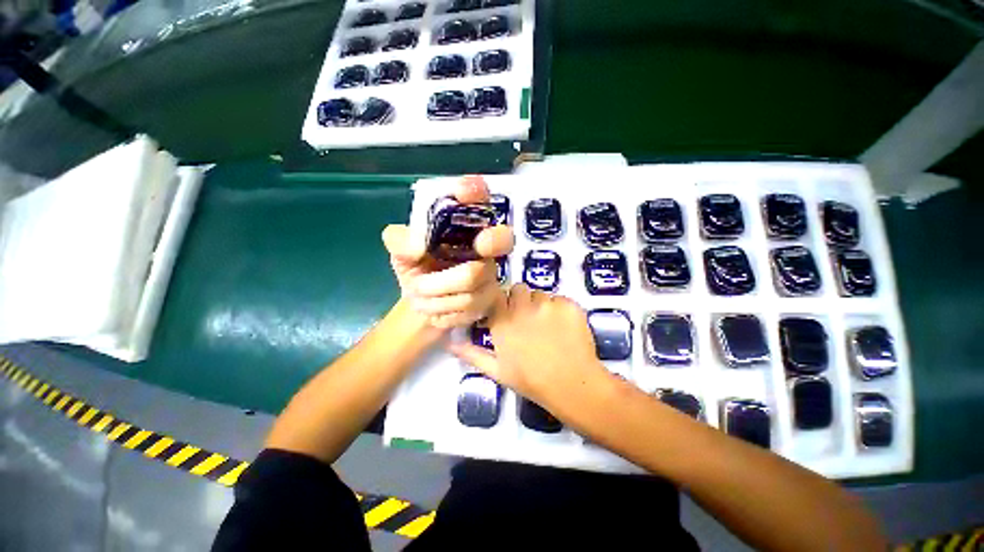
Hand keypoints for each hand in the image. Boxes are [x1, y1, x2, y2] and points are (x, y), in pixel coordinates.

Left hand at [382, 176, 513, 329]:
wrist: (424, 303)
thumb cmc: (417, 268)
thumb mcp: (401, 251)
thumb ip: (400, 241)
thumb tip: (418, 247)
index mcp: (465, 225)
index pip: (479, 199)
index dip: (476, 191)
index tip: (462, 191)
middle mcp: (485, 245)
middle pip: (502, 239)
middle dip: (488, 242)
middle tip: (464, 254)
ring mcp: (492, 273)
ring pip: (472, 278)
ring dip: (437, 290)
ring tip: (421, 293)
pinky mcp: (491, 300)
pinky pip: (469, 304)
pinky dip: (443, 308)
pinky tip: (435, 306)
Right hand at [448, 284, 609, 414]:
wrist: (571, 386)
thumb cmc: (530, 381)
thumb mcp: (497, 370)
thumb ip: (472, 354)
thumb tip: (450, 343)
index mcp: (503, 321)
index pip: (497, 294)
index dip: (502, 301)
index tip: (506, 312)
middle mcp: (522, 306)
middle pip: (519, 289)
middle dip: (521, 300)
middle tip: (528, 319)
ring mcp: (547, 304)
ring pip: (540, 293)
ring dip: (541, 305)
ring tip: (548, 326)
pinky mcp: (569, 304)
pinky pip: (560, 299)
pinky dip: (561, 309)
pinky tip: (564, 328)